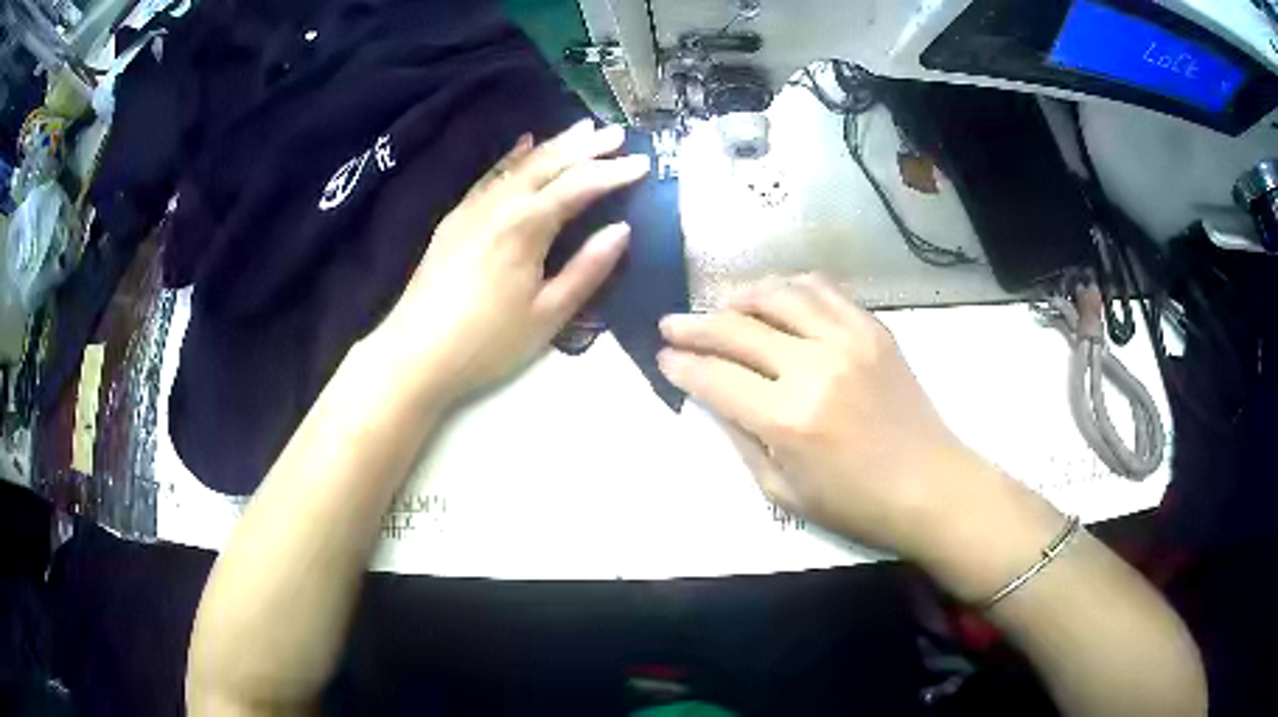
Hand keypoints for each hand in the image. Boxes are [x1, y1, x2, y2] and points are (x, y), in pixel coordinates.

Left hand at [380, 120, 649, 402]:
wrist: (414, 353)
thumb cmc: (487, 343)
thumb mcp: (548, 315)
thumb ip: (587, 270)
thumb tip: (622, 230)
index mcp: (527, 227)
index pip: (579, 186)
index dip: (614, 172)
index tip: (644, 163)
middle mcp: (500, 205)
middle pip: (549, 163)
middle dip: (587, 146)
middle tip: (618, 134)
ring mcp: (473, 208)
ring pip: (520, 164)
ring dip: (554, 144)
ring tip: (582, 129)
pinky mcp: (455, 218)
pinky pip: (490, 176)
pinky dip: (512, 157)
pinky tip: (523, 145)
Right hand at [658, 274, 990, 557]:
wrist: (931, 486)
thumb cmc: (855, 504)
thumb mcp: (782, 492)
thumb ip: (740, 439)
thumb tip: (711, 396)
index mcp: (787, 419)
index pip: (715, 377)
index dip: (681, 365)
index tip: (663, 357)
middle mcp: (814, 367)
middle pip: (738, 328)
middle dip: (695, 325)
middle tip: (672, 325)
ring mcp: (848, 340)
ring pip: (778, 295)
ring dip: (741, 297)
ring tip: (724, 309)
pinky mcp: (874, 329)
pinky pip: (823, 290)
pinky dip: (791, 288)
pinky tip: (778, 300)